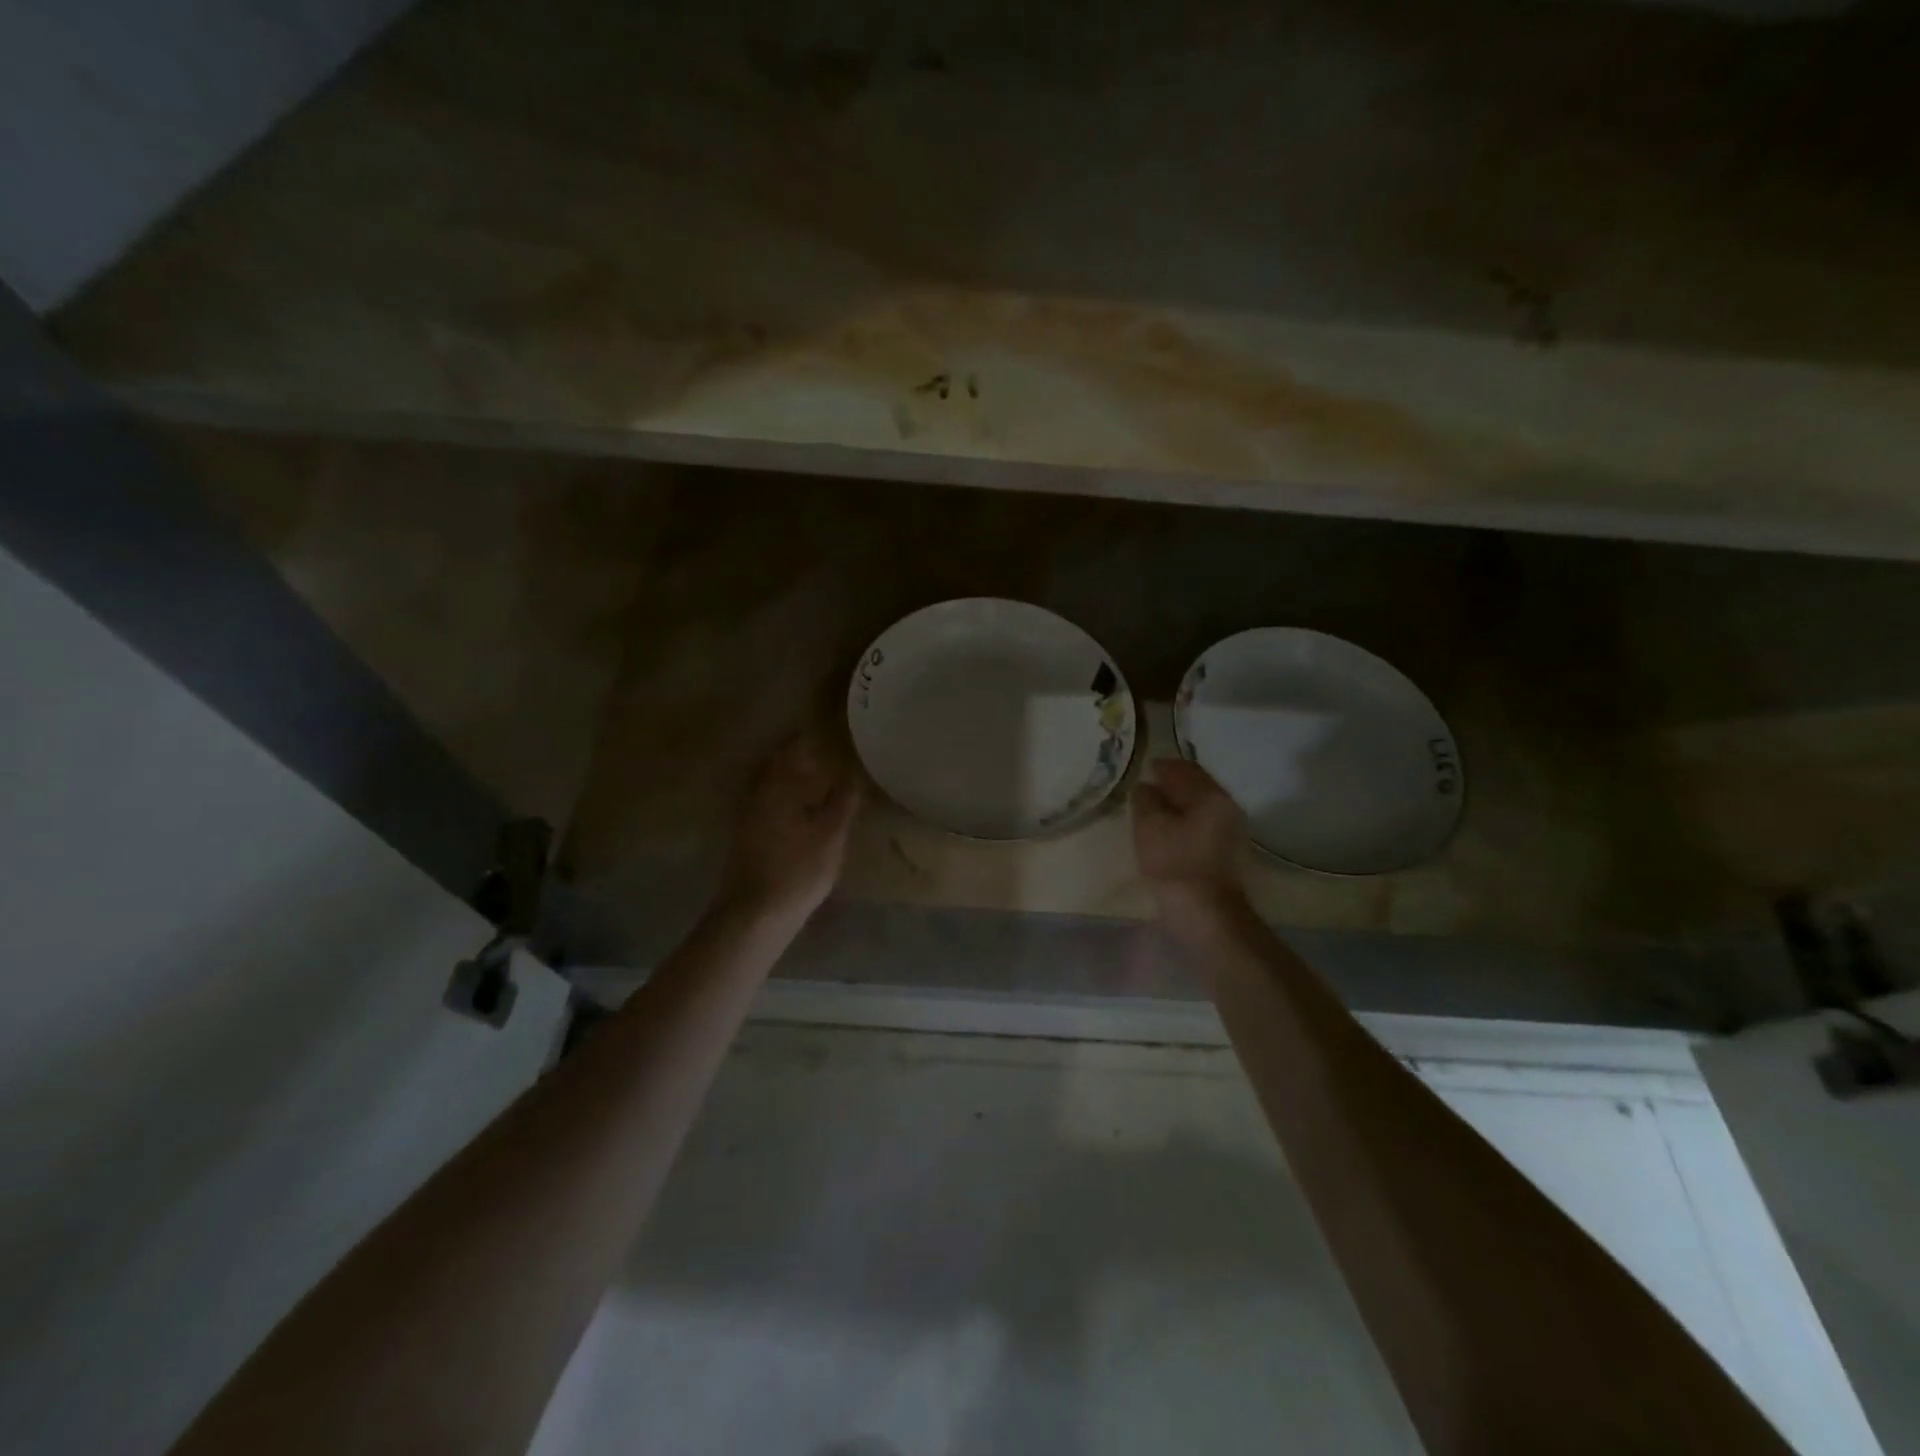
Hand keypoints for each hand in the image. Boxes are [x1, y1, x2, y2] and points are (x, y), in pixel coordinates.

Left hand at [720, 737, 863, 923]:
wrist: (754, 915)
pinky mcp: (747, 839)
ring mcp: (748, 818)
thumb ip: (842, 803)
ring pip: (774, 789)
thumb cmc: (797, 870)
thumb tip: (851, 777)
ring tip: (821, 784)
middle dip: (801, 761)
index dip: (809, 740)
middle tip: (827, 756)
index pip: (793, 751)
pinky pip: (771, 807)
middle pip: (780, 769)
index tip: (827, 732)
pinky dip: (788, 803)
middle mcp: (757, 795)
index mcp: (777, 787)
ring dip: (794, 783)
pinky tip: (804, 814)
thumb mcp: (830, 836)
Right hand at [1131, 759, 1248, 940]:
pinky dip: (1186, 822)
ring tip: (1153, 814)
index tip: (1140, 771)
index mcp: (1210, 795)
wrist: (1209, 917)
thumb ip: (1145, 800)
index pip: (1182, 768)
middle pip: (1196, 785)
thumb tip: (1146, 787)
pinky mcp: (1230, 852)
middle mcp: (1228, 806)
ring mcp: (1233, 830)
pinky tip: (1170, 834)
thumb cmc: (1175, 866)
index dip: (1159, 767)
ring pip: (1201, 806)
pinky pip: (1204, 824)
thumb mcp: (1149, 827)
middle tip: (1144, 792)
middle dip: (1170, 785)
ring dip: (1178, 805)